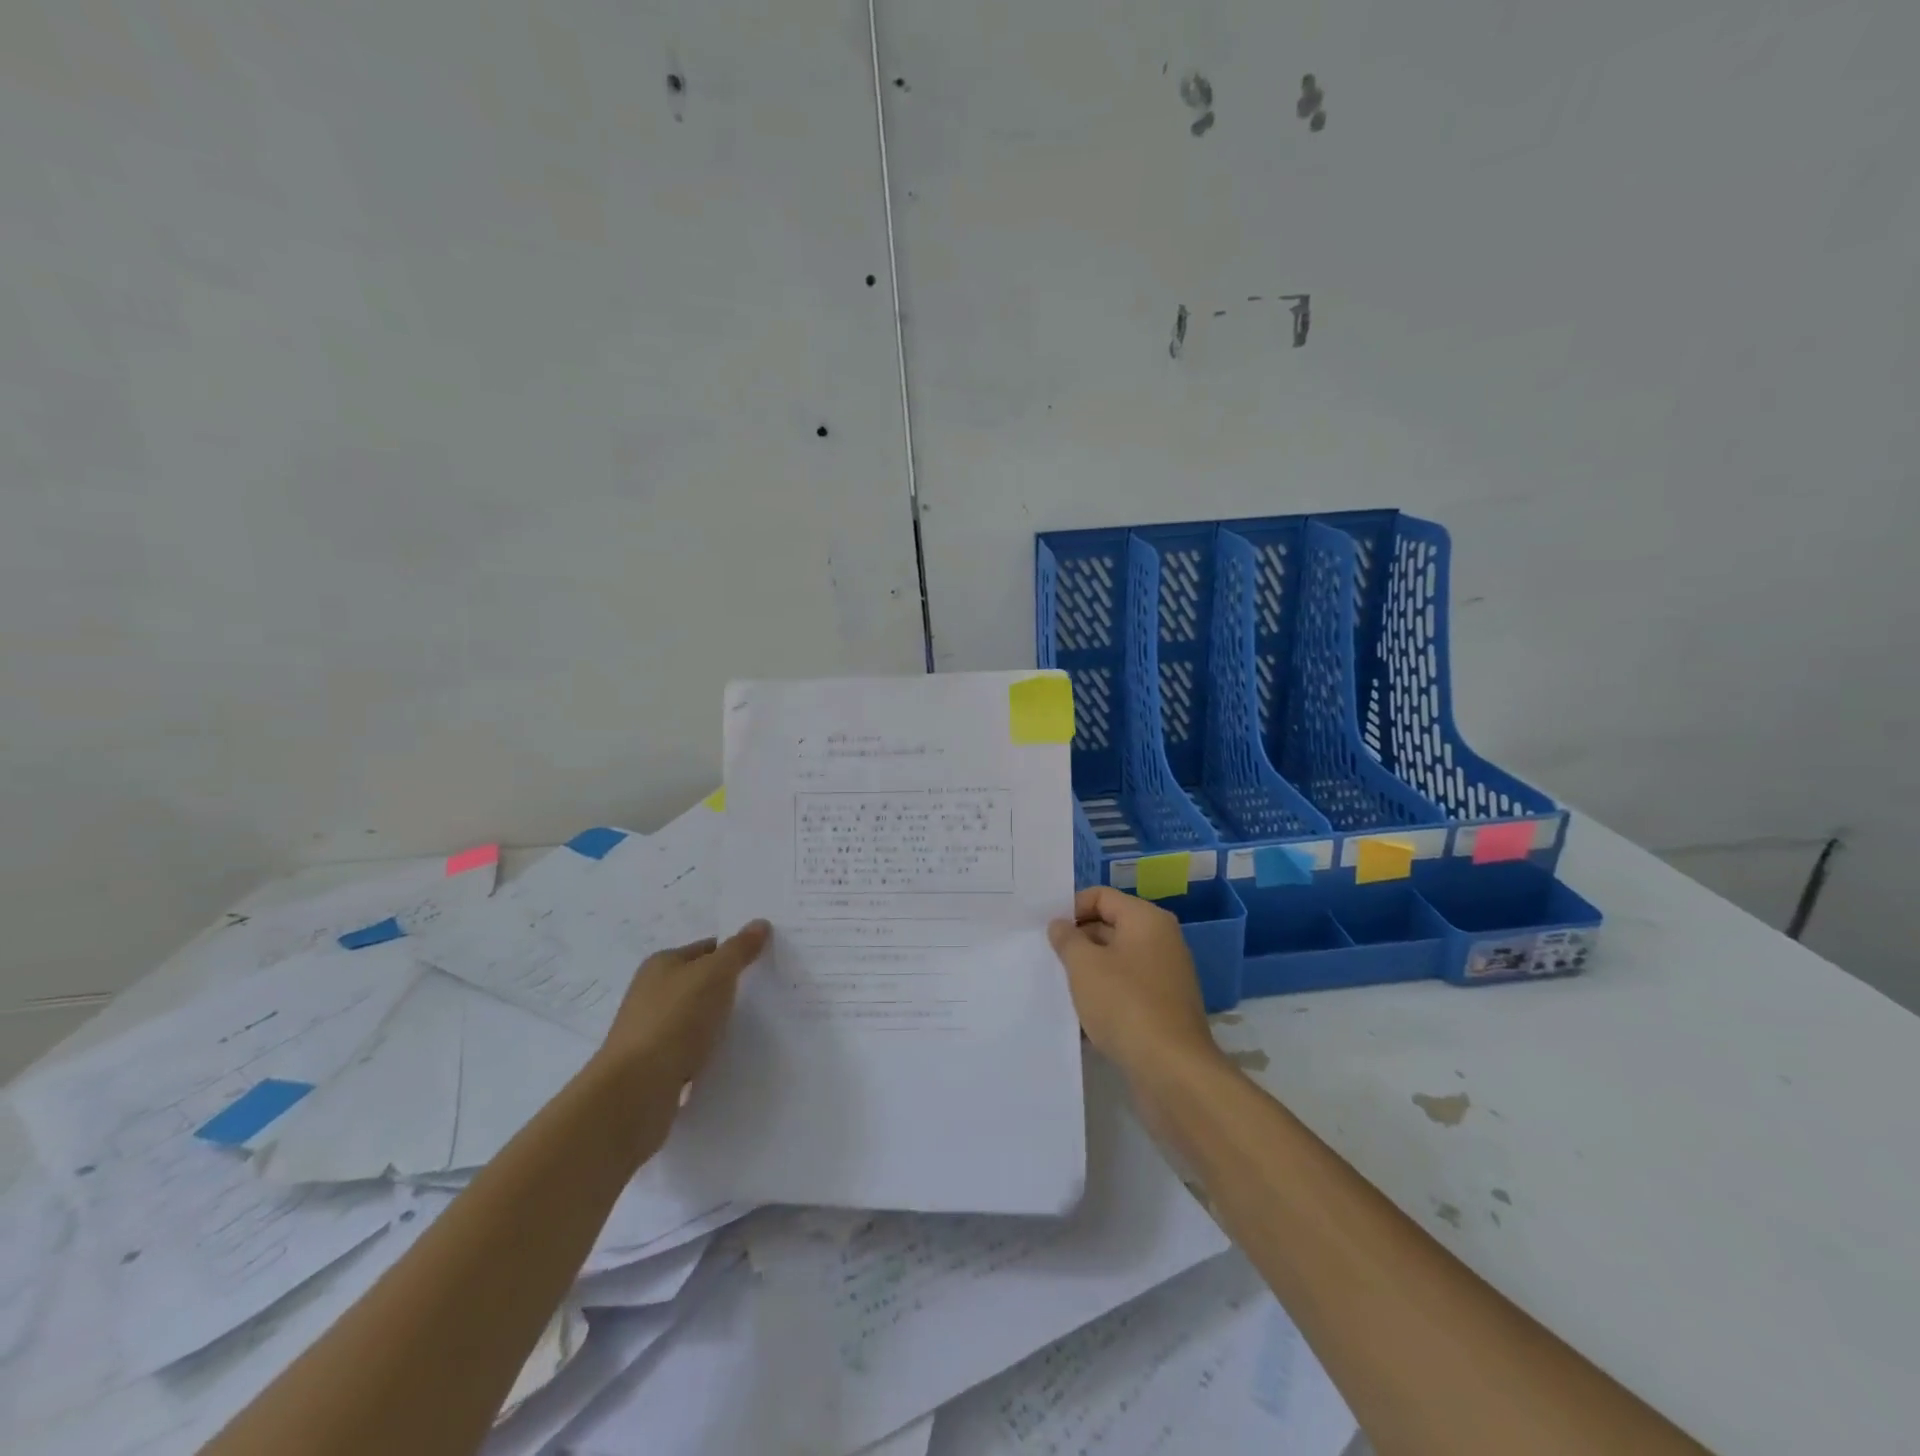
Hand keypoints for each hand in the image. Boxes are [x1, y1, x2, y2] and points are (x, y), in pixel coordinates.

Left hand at [598, 921, 769, 1093]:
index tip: (764, 963)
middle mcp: (651, 993)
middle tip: (765, 993)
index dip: (734, 952)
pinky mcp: (654, 1066)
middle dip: (728, 988)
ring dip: (718, 1022)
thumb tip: (759, 923)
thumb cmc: (675, 1019)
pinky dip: (707, 1051)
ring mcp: (651, 1031)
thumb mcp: (715, 974)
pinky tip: (727, 1056)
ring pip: (695, 1017)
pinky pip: (690, 1049)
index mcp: (661, 964)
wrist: (636, 1090)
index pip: (707, 948)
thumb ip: (739, 949)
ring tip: (753, 1026)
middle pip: (700, 982)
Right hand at [1048, 887, 1225, 1089]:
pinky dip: (1104, 997)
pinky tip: (1081, 1018)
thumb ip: (1067, 939)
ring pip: (1116, 962)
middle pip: (1110, 926)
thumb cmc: (1125, 1004)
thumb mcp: (1084, 965)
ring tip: (1059, 988)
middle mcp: (1161, 941)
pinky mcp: (1164, 1008)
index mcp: (1146, 919)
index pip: (1101, 896)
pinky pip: (1126, 990)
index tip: (1046, 932)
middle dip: (1077, 941)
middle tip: (1046, 959)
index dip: (1071, 908)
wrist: (1172, 1071)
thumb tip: (1060, 925)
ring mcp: (1165, 976)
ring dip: (1088, 972)